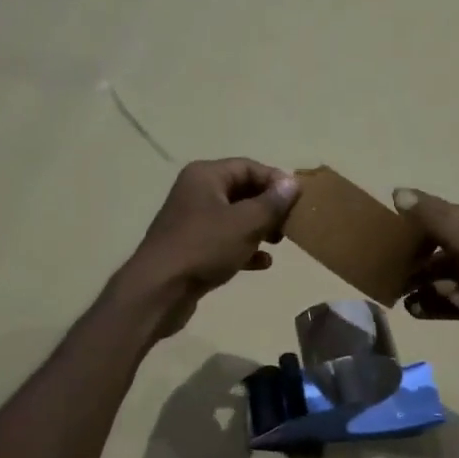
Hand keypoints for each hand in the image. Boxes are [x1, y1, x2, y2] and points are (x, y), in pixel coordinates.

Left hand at [115, 159, 298, 340]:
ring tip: (280, 242)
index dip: (275, 181)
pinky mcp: (192, 248)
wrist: (159, 290)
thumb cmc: (204, 248)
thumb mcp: (245, 223)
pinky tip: (263, 263)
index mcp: (205, 176)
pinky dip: (244, 248)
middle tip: (291, 224)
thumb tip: (292, 182)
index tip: (298, 201)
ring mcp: (192, 222)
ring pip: (235, 218)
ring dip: (259, 228)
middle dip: (269, 207)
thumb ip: (272, 202)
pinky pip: (225, 241)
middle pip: (242, 191)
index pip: (248, 167)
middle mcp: (196, 193)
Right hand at [391, 188, 458, 391]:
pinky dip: (444, 303)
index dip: (423, 223)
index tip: (392, 237)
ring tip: (402, 297)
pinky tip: (418, 311)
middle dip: (424, 261)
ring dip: (430, 285)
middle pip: (456, 246)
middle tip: (395, 274)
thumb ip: (436, 222)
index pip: (455, 215)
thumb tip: (400, 192)